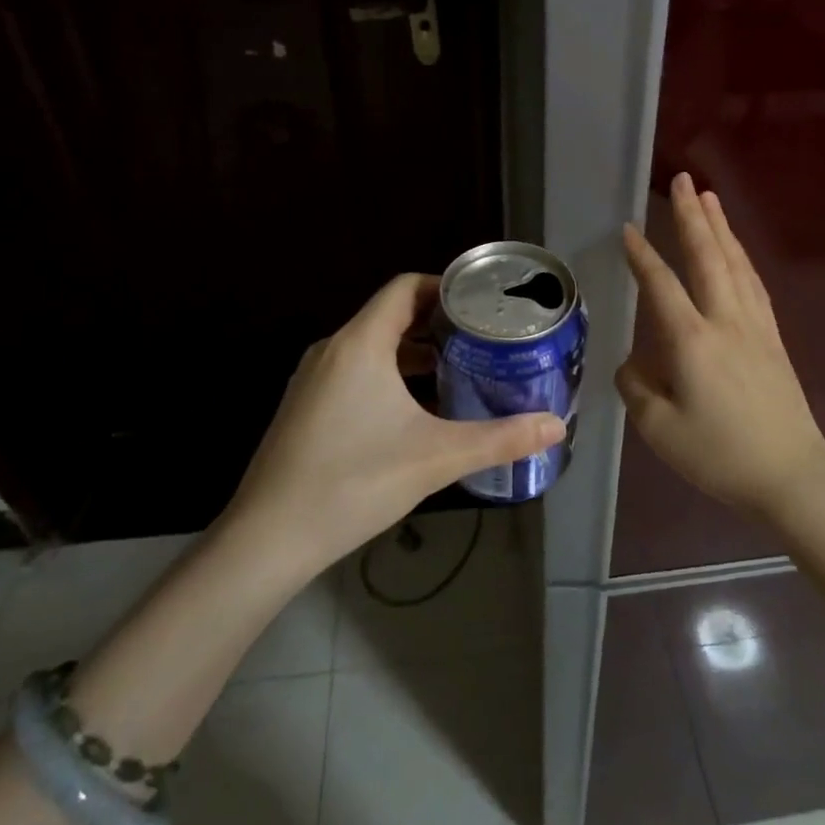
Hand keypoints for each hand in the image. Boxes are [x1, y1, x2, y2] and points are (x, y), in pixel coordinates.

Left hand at [224, 273, 564, 574]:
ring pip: (373, 346)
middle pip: (391, 314)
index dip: (446, 287)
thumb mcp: (436, 458)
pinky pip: (356, 371)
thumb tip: (557, 427)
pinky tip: (418, 409)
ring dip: (415, 352)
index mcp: (360, 343)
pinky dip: (391, 374)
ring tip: (461, 369)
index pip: (405, 287)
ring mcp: (314, 380)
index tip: (484, 304)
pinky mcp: (307, 407)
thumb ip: (500, 439)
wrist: (268, 538)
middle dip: (439, 322)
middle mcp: (332, 350)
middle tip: (484, 338)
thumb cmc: (353, 483)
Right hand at [617, 173, 824, 516]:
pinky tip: (738, 253)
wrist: (790, 473)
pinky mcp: (773, 339)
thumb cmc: (719, 454)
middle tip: (683, 181)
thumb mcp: (660, 429)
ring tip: (710, 199)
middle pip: (708, 257)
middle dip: (693, 217)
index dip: (643, 256)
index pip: (662, 285)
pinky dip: (742, 259)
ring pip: (736, 265)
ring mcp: (755, 327)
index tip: (629, 230)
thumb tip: (632, 365)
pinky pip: (755, 285)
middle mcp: (726, 321)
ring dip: (721, 229)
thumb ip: (637, 389)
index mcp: (692, 341)